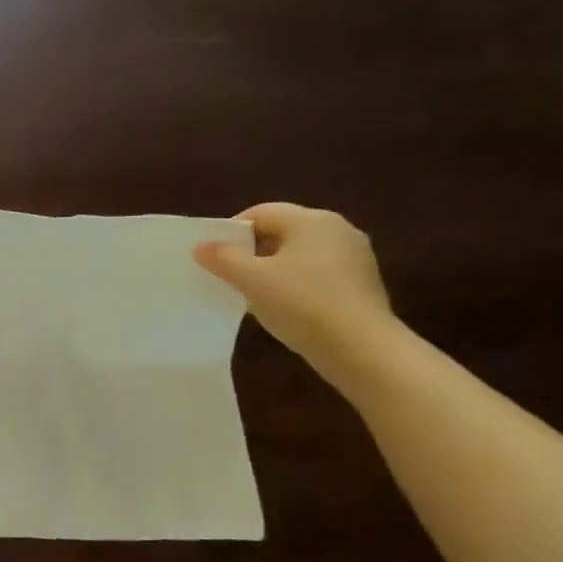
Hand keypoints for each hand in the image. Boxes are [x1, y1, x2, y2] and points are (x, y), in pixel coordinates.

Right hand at [194, 203, 400, 386]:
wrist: (361, 348)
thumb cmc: (302, 304)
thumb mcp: (251, 279)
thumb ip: (222, 258)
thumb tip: (201, 246)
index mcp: (312, 220)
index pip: (260, 213)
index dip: (231, 232)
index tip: (214, 258)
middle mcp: (337, 229)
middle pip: (280, 231)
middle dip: (250, 251)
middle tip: (228, 276)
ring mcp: (353, 256)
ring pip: (298, 254)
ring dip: (271, 269)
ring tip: (252, 294)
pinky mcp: (360, 282)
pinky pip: (315, 272)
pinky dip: (294, 283)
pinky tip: (283, 306)